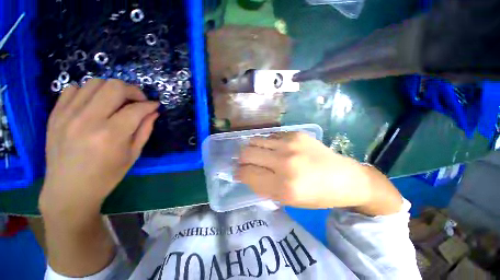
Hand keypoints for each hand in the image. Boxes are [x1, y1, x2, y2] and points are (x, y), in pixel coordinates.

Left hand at [39, 79, 158, 216]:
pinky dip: (88, 92)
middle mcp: (88, 120)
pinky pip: (73, 89)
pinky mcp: (55, 115)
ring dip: (111, 89)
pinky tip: (93, 104)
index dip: (150, 104)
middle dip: (132, 90)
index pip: (136, 109)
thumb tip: (153, 112)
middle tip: (138, 100)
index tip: (155, 105)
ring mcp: (67, 115)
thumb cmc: (106, 175)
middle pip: (114, 87)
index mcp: (111, 135)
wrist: (68, 189)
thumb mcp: (133, 154)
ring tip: (116, 102)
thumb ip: (145, 130)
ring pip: (94, 83)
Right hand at [237, 132, 401, 212]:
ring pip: (255, 140)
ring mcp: (290, 144)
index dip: (238, 173)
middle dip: (241, 159)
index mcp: (282, 186)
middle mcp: (284, 162)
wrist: (344, 177)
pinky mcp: (295, 133)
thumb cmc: (316, 195)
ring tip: (256, 153)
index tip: (238, 172)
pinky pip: (270, 136)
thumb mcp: (286, 200)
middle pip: (247, 153)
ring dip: (251, 148)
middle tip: (244, 162)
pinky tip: (272, 148)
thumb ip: (262, 187)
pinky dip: (266, 143)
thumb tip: (244, 174)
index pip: (246, 174)